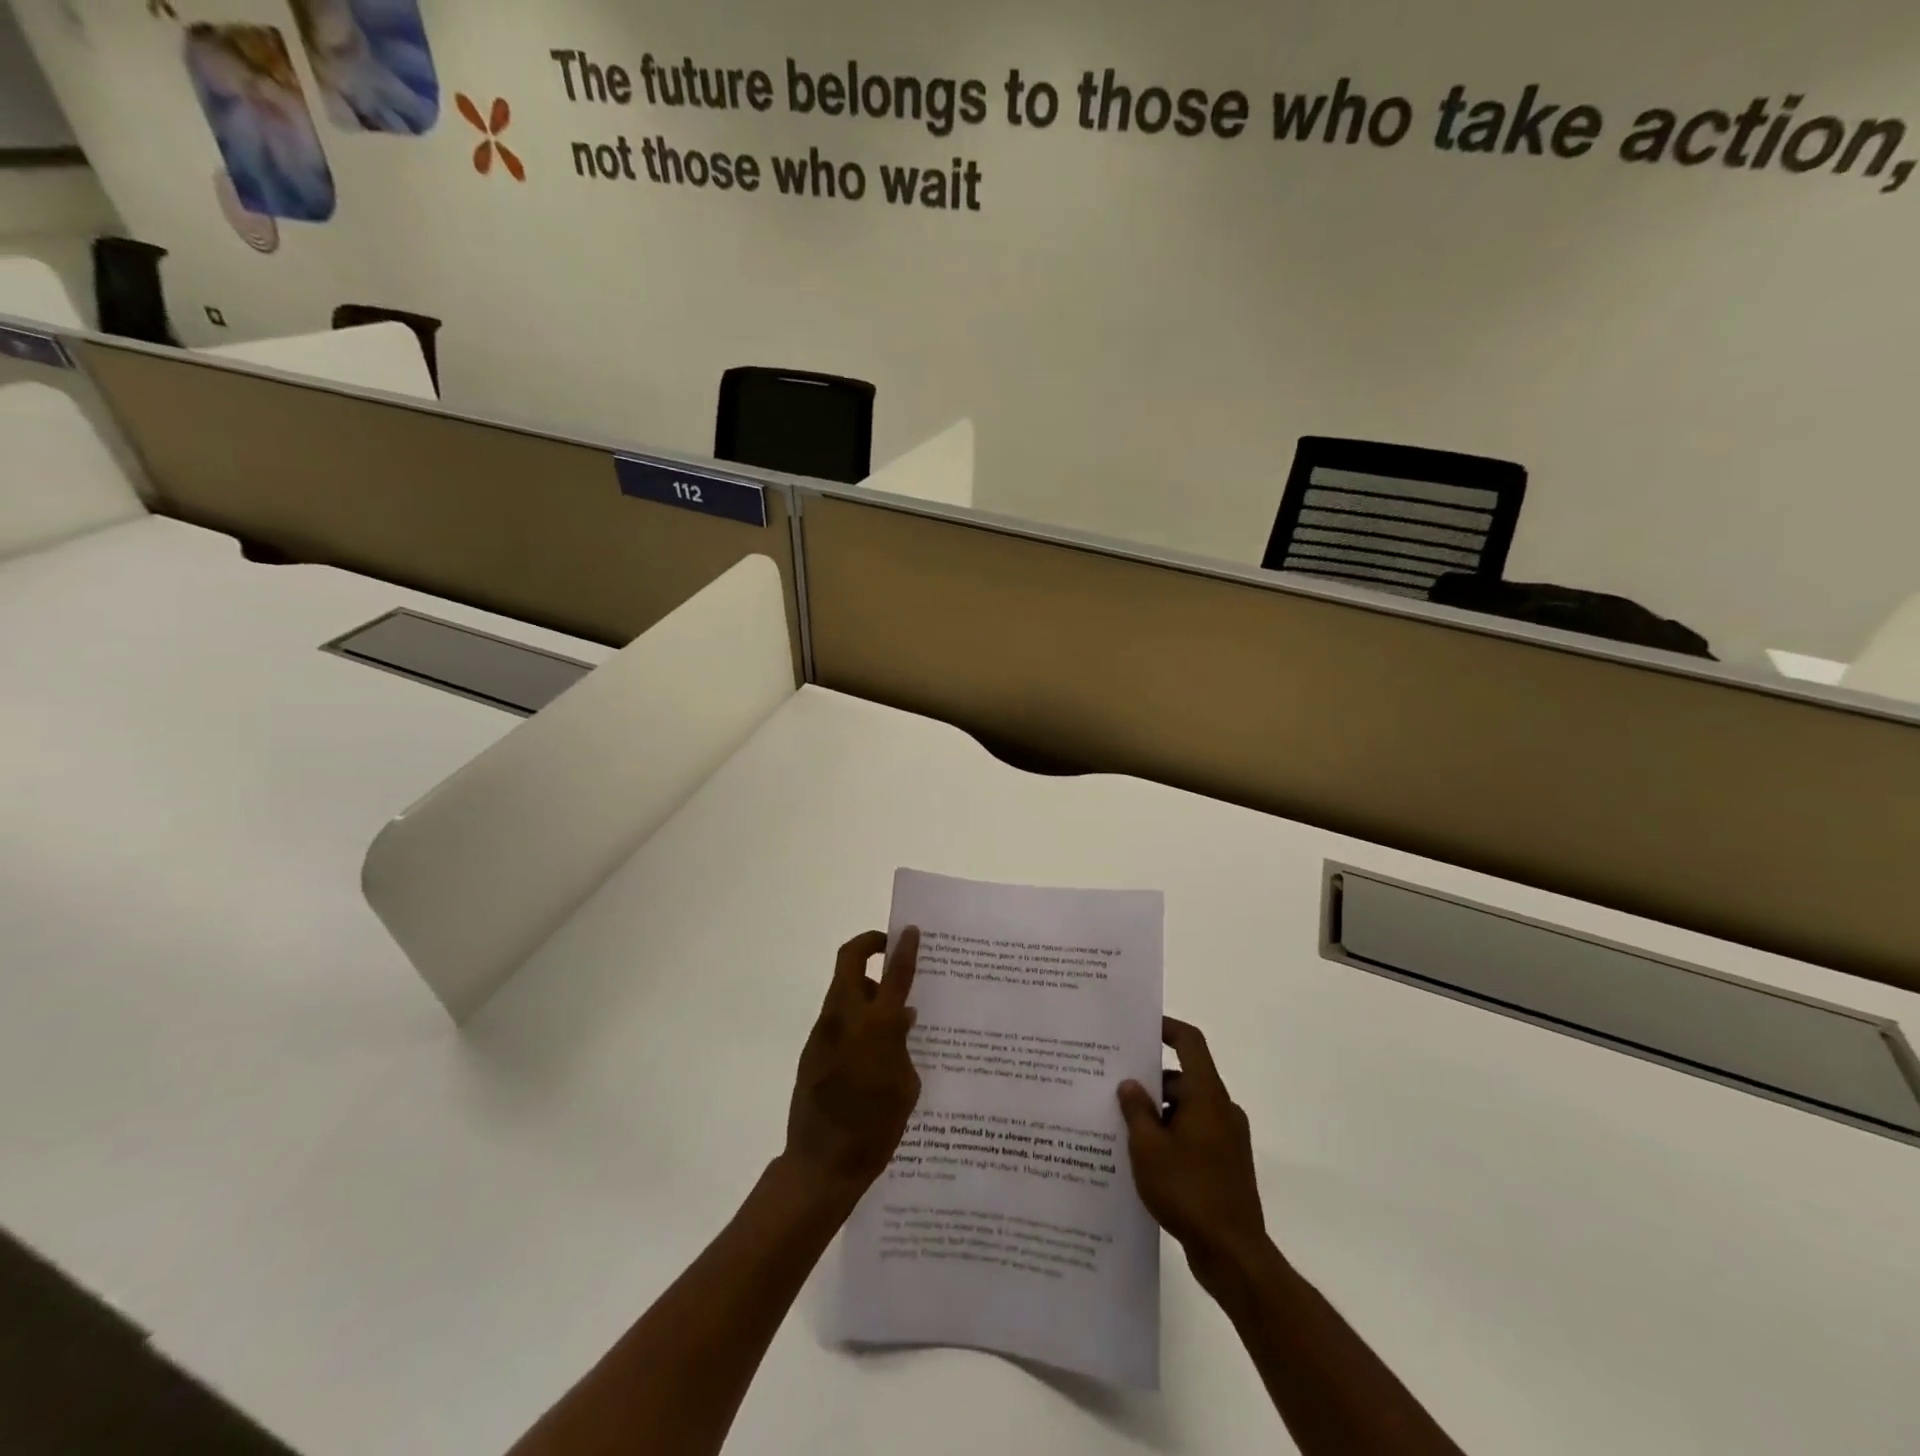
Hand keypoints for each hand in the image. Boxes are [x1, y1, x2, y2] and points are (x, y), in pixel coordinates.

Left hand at [783, 928, 922, 1209]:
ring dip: (863, 984)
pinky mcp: (811, 1049)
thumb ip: (905, 1045)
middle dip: (868, 944)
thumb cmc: (876, 1129)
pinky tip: (871, 1044)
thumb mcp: (906, 1086)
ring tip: (888, 1010)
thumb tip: (903, 1018)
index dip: (904, 948)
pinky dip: (854, 1014)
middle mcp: (846, 1019)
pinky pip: (836, 1016)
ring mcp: (823, 1032)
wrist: (821, 1164)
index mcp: (877, 1027)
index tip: (910, 930)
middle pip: (849, 960)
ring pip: (842, 987)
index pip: (894, 974)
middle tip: (887, 948)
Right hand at [1119, 1017, 1270, 1290]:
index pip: (1190, 1043)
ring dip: (1157, 1112)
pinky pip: (1193, 1134)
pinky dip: (1170, 1136)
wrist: (1234, 1256)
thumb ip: (1136, 1110)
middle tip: (1113, 1085)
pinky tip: (1142, 1157)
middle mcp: (1221, 1109)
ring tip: (1120, 1125)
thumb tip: (1130, 1084)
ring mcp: (1227, 1139)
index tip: (1139, 1027)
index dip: (1166, 1028)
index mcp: (1207, 1096)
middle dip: (1149, 1080)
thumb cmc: (1189, 1191)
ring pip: (1186, 1109)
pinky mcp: (1226, 1164)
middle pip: (1183, 1078)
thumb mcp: (1148, 1148)